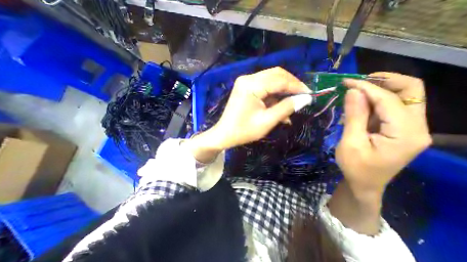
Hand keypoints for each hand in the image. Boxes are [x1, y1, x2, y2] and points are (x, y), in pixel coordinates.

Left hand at [210, 66, 311, 148]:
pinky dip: (273, 96)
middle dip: (291, 85)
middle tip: (302, 97)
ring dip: (282, 91)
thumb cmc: (244, 131)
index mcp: (251, 85)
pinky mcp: (245, 88)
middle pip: (276, 75)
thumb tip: (305, 98)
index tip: (310, 95)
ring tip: (292, 105)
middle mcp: (248, 78)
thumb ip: (286, 108)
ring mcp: (245, 82)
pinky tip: (280, 108)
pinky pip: (264, 87)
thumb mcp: (267, 121)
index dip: (296, 86)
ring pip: (271, 80)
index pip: (280, 79)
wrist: (224, 134)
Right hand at [336, 73, 430, 194]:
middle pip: (411, 91)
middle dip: (384, 81)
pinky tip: (358, 106)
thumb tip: (353, 91)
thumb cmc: (355, 167)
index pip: (389, 100)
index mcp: (406, 133)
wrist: (364, 184)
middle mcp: (417, 127)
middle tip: (357, 81)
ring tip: (354, 93)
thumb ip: (354, 116)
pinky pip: (391, 108)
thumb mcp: (351, 143)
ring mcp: (411, 128)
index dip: (367, 88)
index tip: (346, 82)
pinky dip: (374, 102)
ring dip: (378, 91)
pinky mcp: (401, 129)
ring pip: (402, 97)